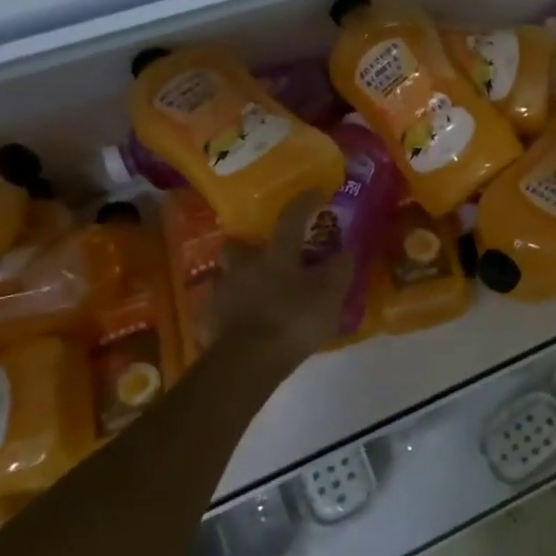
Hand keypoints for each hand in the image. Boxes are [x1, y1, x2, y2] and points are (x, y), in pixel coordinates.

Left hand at [211, 192, 355, 363]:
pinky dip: (230, 312)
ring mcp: (221, 294)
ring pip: (226, 277)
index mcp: (275, 255)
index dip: (304, 203)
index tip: (315, 193)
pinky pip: (219, 309)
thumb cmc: (293, 321)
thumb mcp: (330, 297)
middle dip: (248, 247)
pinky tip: (242, 324)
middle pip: (238, 245)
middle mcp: (243, 267)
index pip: (290, 218)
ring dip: (238, 281)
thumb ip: (339, 271)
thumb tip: (346, 251)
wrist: (248, 363)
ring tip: (254, 295)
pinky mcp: (209, 321)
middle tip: (265, 257)